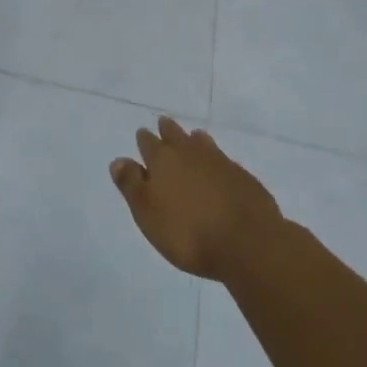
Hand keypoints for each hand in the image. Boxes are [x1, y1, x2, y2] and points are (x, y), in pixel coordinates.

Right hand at [110, 117, 282, 280]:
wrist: (248, 243)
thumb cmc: (188, 232)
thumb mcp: (148, 214)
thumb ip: (131, 185)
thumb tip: (118, 160)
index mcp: (163, 161)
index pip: (149, 143)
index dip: (144, 139)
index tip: (143, 133)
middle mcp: (190, 154)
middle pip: (176, 136)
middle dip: (168, 130)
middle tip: (164, 124)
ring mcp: (220, 163)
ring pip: (202, 143)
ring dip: (194, 140)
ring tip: (193, 137)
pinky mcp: (243, 177)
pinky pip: (224, 160)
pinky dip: (217, 159)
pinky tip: (220, 166)